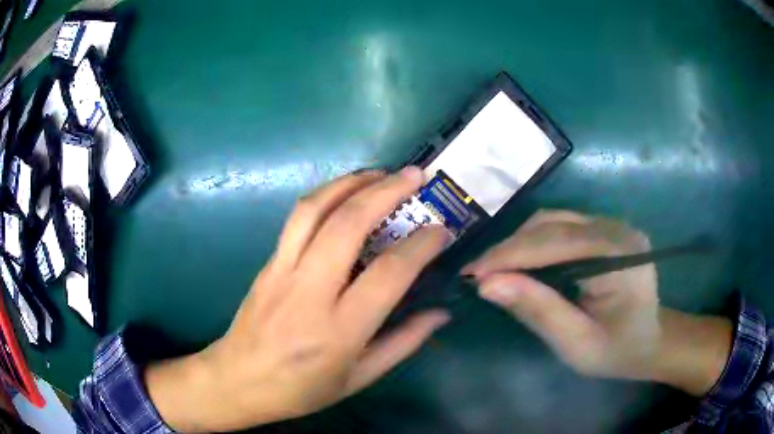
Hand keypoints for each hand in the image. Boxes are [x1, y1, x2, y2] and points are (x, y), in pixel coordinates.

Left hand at [145, 168, 450, 431]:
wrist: (237, 380)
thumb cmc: (301, 390)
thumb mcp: (359, 378)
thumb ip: (403, 343)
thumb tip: (441, 314)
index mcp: (338, 330)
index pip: (388, 274)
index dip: (420, 246)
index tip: (442, 230)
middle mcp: (308, 292)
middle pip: (347, 224)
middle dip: (386, 192)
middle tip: (414, 176)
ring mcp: (281, 271)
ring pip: (315, 209)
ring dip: (350, 182)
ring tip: (380, 174)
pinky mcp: (267, 263)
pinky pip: (297, 219)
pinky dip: (326, 196)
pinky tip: (345, 194)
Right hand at [462, 210, 731, 394]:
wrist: (650, 341)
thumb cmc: (618, 351)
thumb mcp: (577, 344)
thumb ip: (538, 311)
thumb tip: (487, 285)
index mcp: (620, 255)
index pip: (556, 242)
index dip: (510, 255)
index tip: (472, 273)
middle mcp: (616, 228)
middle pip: (552, 224)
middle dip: (510, 248)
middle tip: (477, 274)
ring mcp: (611, 225)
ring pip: (552, 220)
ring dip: (519, 243)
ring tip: (494, 269)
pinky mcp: (603, 230)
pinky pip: (560, 227)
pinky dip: (533, 243)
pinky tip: (520, 263)